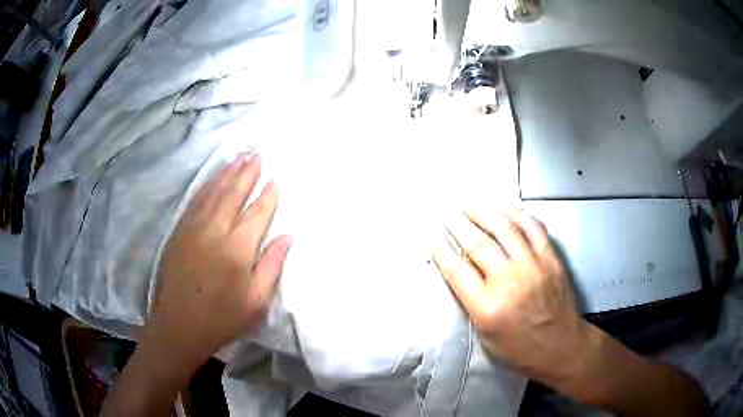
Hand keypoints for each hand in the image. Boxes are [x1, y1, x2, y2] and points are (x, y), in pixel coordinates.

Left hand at [145, 154, 291, 363]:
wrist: (179, 326)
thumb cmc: (222, 319)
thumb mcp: (256, 302)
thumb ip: (272, 265)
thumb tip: (288, 235)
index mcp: (237, 249)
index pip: (257, 213)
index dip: (269, 196)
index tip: (277, 180)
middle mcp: (214, 231)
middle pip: (234, 194)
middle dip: (247, 173)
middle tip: (258, 155)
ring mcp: (193, 229)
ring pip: (213, 193)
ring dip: (227, 174)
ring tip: (238, 158)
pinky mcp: (179, 232)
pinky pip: (195, 202)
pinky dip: (207, 187)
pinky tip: (213, 179)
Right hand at [431, 208, 589, 385]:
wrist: (561, 347)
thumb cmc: (519, 349)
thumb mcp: (485, 336)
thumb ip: (472, 304)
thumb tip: (461, 273)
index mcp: (487, 307)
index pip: (456, 270)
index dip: (441, 249)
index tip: (433, 236)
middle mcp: (509, 282)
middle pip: (478, 244)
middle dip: (458, 225)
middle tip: (448, 215)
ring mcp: (533, 266)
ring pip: (504, 229)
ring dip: (484, 214)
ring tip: (470, 206)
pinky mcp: (551, 259)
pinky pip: (533, 228)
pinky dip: (518, 214)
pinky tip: (505, 209)